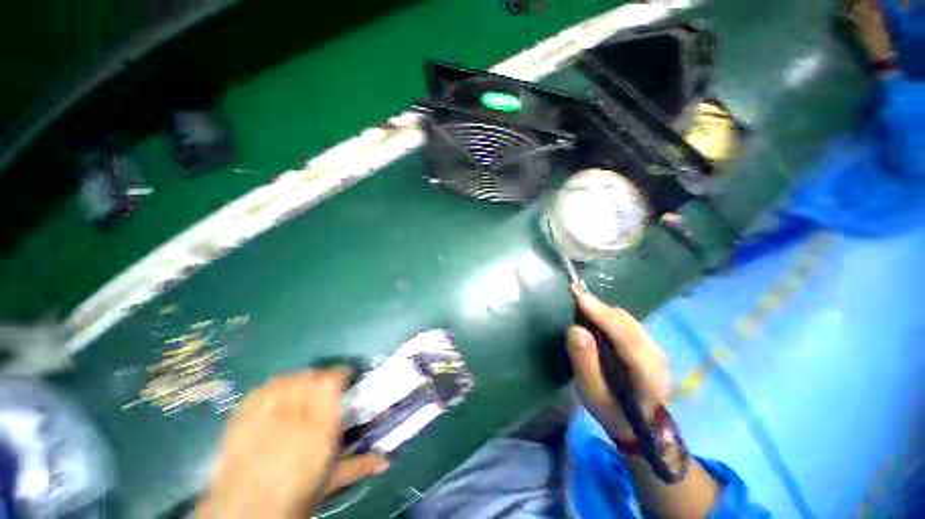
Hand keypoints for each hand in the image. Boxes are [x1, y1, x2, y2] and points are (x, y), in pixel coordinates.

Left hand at [197, 369, 389, 518]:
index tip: (347, 376)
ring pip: (287, 379)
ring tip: (304, 387)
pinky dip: (275, 385)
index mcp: (318, 427)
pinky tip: (278, 393)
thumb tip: (387, 461)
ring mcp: (264, 415)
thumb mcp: (331, 481)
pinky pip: (262, 389)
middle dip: (321, 376)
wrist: (246, 513)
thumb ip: (359, 464)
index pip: (331, 383)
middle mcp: (293, 414)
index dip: (340, 373)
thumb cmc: (295, 496)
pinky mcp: (243, 417)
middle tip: (326, 385)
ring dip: (299, 378)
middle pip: (309, 377)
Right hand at [566, 287, 669, 441]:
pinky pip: (629, 324)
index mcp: (647, 376)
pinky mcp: (651, 346)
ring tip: (584, 309)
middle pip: (629, 324)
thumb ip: (584, 362)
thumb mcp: (592, 394)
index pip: (627, 339)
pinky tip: (598, 319)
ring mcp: (657, 350)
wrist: (640, 425)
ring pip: (629, 321)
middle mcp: (657, 358)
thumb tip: (576, 330)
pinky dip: (611, 318)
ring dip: (606, 313)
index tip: (581, 300)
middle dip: (602, 310)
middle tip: (577, 302)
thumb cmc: (612, 411)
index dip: (604, 317)